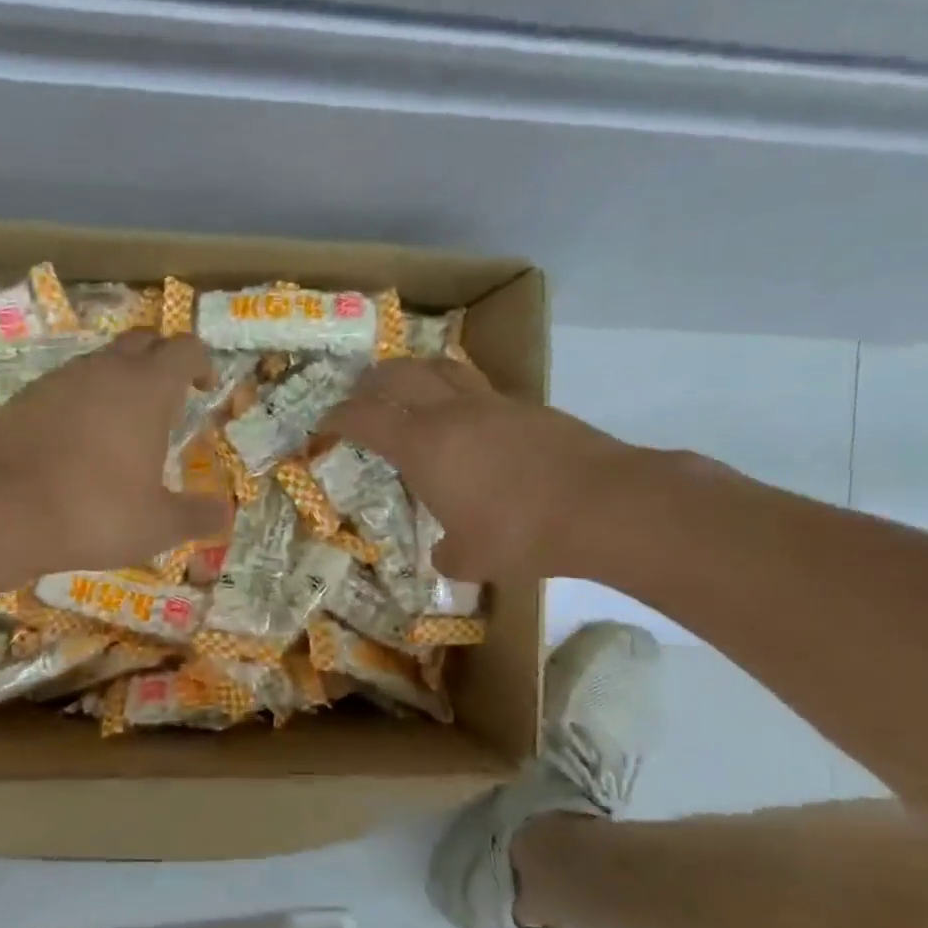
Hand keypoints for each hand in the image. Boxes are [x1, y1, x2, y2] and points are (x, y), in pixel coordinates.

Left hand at [0, 332, 230, 571]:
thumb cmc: (93, 513)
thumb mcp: (158, 525)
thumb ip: (197, 516)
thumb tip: (225, 512)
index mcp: (146, 389)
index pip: (185, 349)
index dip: (201, 362)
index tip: (205, 387)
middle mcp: (103, 371)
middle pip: (142, 341)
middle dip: (161, 361)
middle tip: (168, 398)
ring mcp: (57, 380)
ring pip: (98, 363)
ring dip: (118, 381)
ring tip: (122, 426)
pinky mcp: (22, 399)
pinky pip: (63, 388)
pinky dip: (80, 403)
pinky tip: (75, 443)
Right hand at [322, 358, 631, 581]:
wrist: (602, 505)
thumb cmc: (519, 534)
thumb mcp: (471, 558)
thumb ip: (449, 553)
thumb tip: (446, 552)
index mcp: (423, 446)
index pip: (366, 418)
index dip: (339, 417)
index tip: (325, 422)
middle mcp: (452, 413)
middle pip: (400, 374)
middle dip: (372, 380)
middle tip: (361, 392)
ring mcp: (494, 404)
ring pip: (444, 368)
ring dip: (418, 372)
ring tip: (411, 386)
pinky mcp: (530, 408)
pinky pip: (482, 390)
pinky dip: (461, 395)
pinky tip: (469, 422)